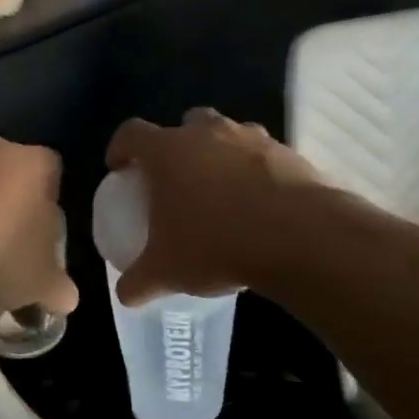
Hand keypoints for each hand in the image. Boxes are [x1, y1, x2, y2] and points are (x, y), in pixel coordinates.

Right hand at [105, 109, 325, 304]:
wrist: (299, 237)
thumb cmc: (216, 244)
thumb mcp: (167, 271)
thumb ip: (139, 281)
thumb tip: (125, 294)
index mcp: (167, 151)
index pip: (131, 133)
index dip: (120, 148)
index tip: (119, 168)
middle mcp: (206, 133)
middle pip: (184, 124)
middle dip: (178, 145)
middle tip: (176, 178)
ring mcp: (250, 138)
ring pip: (227, 134)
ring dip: (220, 154)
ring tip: (221, 191)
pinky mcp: (288, 152)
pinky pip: (263, 155)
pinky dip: (256, 171)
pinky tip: (259, 205)